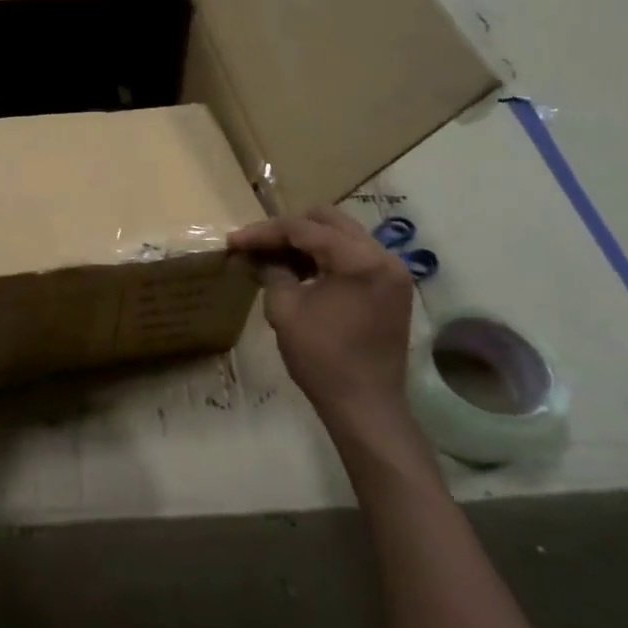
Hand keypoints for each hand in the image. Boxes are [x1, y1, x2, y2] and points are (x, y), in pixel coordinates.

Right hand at [229, 208, 417, 442]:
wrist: (366, 407)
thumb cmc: (322, 359)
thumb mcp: (285, 310)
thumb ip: (272, 271)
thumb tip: (259, 256)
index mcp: (358, 260)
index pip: (303, 229)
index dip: (264, 233)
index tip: (234, 241)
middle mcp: (383, 256)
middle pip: (328, 221)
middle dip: (288, 229)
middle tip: (257, 245)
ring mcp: (392, 272)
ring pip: (343, 236)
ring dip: (309, 242)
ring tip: (276, 258)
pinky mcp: (392, 288)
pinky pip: (356, 256)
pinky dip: (328, 257)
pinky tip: (303, 272)